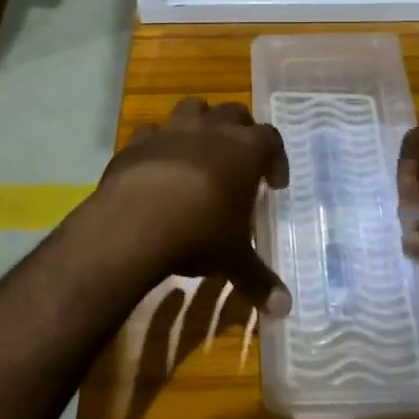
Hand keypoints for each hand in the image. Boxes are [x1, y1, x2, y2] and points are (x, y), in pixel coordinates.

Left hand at [92, 98, 292, 315]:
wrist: (133, 224)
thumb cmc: (198, 234)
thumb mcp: (233, 259)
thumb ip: (259, 280)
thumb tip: (284, 310)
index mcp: (244, 151)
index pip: (271, 139)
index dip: (276, 158)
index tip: (274, 184)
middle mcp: (211, 130)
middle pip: (235, 112)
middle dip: (241, 131)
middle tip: (241, 161)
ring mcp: (172, 130)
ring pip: (193, 107)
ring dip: (201, 123)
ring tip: (201, 150)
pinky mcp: (137, 141)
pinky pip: (152, 131)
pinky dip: (159, 142)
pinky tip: (158, 165)